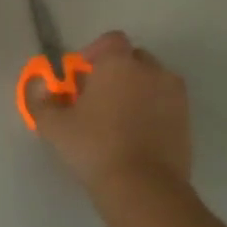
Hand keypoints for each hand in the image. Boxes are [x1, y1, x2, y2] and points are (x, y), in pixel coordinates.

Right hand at [31, 31, 190, 196]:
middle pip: (133, 59)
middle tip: (97, 98)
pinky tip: (137, 135)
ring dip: (136, 90)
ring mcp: (174, 94)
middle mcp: (151, 70)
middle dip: (115, 72)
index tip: (81, 76)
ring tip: (118, 119)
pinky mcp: (187, 119)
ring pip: (152, 81)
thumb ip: (41, 99)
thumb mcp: (53, 125)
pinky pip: (165, 103)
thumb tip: (39, 85)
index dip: (94, 53)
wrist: (143, 187)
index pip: (110, 40)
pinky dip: (152, 110)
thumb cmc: (94, 147)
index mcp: (118, 63)